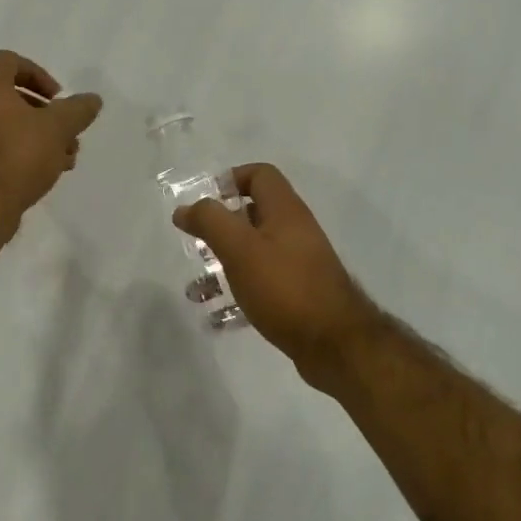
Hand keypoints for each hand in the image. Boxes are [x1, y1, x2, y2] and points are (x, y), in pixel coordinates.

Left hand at [0, 51, 101, 236]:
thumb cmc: (16, 157)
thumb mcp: (57, 129)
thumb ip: (77, 110)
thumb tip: (92, 99)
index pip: (9, 61)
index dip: (39, 74)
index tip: (59, 99)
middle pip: (10, 95)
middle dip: (45, 112)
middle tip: (67, 131)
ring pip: (5, 124)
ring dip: (37, 135)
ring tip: (65, 158)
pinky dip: (19, 150)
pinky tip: (45, 173)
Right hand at [174, 164, 388, 386]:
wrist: (336, 345)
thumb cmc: (284, 288)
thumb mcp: (239, 249)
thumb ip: (210, 222)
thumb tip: (185, 209)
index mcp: (285, 211)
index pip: (260, 175)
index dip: (230, 180)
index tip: (204, 204)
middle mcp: (295, 231)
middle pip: (253, 214)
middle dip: (220, 228)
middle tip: (197, 246)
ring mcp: (299, 264)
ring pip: (253, 252)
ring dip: (223, 265)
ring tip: (197, 290)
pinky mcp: (298, 293)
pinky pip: (261, 283)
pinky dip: (238, 292)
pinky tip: (218, 317)